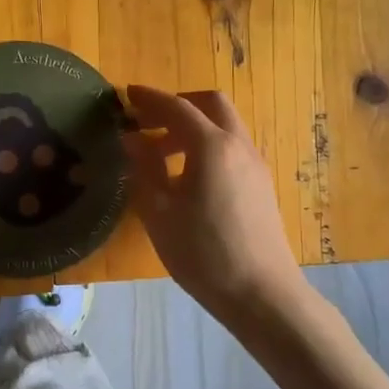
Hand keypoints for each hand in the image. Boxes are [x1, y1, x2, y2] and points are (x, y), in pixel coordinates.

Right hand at [122, 85, 307, 333]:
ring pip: (224, 126)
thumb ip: (144, 168)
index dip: (149, 98)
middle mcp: (238, 145)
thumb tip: (131, 138)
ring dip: (193, 126)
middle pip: (211, 104)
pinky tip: (188, 175)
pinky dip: (207, 145)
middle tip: (147, 120)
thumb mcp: (159, 212)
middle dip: (178, 103)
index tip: (126, 94)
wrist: (262, 294)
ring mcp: (255, 165)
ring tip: (160, 152)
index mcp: (211, 146)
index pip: (177, 107)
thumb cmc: (202, 253)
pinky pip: (232, 148)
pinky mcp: (262, 185)